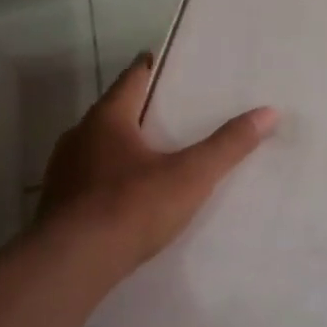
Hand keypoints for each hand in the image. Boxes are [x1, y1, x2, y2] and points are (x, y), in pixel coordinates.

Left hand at [38, 52, 277, 272]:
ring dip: (121, 146)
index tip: (164, 62)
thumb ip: (228, 145)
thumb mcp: (190, 176)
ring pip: (97, 147)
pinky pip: (88, 178)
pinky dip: (108, 178)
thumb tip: (269, 112)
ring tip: (152, 155)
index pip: (131, 79)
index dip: (149, 68)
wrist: (72, 265)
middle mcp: (79, 136)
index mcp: (107, 119)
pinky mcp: (58, 204)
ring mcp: (63, 171)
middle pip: (113, 112)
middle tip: (170, 111)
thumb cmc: (131, 207)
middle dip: (139, 110)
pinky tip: (126, 196)